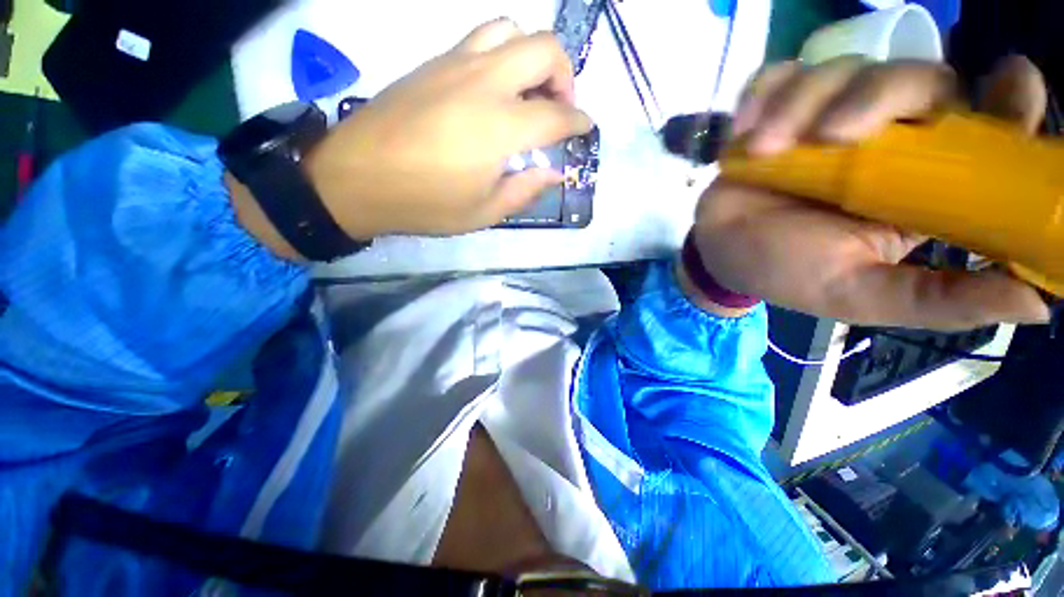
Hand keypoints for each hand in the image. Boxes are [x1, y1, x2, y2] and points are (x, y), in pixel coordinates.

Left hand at [306, 19, 591, 238]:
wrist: (355, 178)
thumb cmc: (425, 203)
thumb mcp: (483, 212)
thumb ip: (524, 190)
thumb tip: (553, 173)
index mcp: (500, 128)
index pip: (557, 115)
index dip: (579, 121)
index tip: (585, 129)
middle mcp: (484, 83)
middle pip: (544, 48)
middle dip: (564, 76)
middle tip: (557, 109)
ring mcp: (455, 64)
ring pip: (511, 30)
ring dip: (532, 57)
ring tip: (527, 92)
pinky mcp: (433, 62)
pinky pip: (479, 40)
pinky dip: (501, 55)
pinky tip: (494, 90)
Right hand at [689, 56, 1050, 329]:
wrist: (721, 257)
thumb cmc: (788, 274)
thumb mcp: (864, 295)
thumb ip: (941, 301)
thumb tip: (1040, 306)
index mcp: (920, 182)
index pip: (986, 128)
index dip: (1009, 102)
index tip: (1012, 81)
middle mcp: (884, 139)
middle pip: (915, 78)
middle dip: (876, 95)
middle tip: (828, 138)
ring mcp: (825, 120)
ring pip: (841, 70)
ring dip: (799, 103)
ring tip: (762, 149)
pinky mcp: (775, 113)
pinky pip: (778, 76)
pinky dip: (763, 93)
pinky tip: (745, 129)